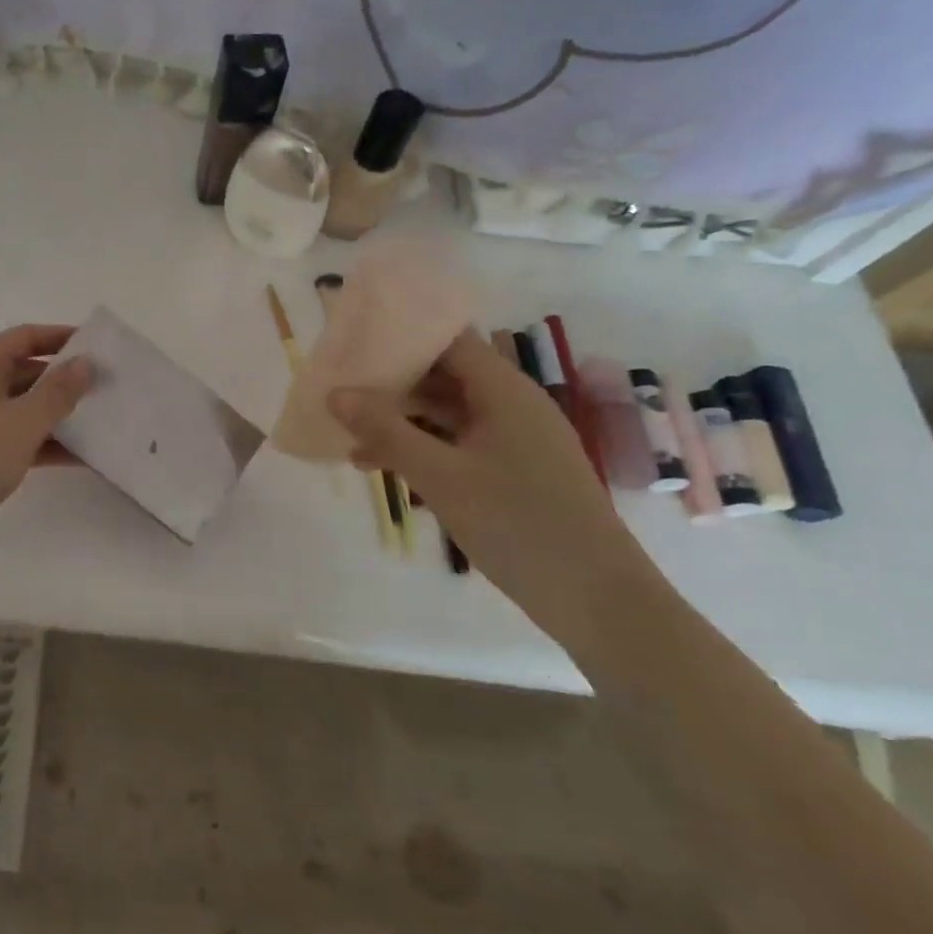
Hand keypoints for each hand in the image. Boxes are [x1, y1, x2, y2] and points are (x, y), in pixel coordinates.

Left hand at [0, 324, 93, 566]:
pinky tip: (81, 457)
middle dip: (64, 379)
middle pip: (25, 371)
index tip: (98, 346)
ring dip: (59, 414)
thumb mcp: (22, 422)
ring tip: (102, 421)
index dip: (60, 337)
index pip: (24, 337)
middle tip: (107, 387)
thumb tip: (85, 362)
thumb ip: (58, 391)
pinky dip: (46, 444)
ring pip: (23, 408)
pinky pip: (17, 439)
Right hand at [330, 330, 664, 649]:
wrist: (597, 600)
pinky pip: (460, 442)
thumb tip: (335, 394)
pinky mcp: (515, 470)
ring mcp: (516, 439)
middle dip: (394, 379)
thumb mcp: (440, 477)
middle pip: (445, 373)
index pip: (448, 339)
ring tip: (350, 432)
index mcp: (504, 390)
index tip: (357, 338)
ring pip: (448, 412)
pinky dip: (423, 446)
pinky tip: (382, 466)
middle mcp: (512, 404)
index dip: (403, 333)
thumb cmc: (518, 524)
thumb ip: (386, 431)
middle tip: (343, 384)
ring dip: (403, 418)